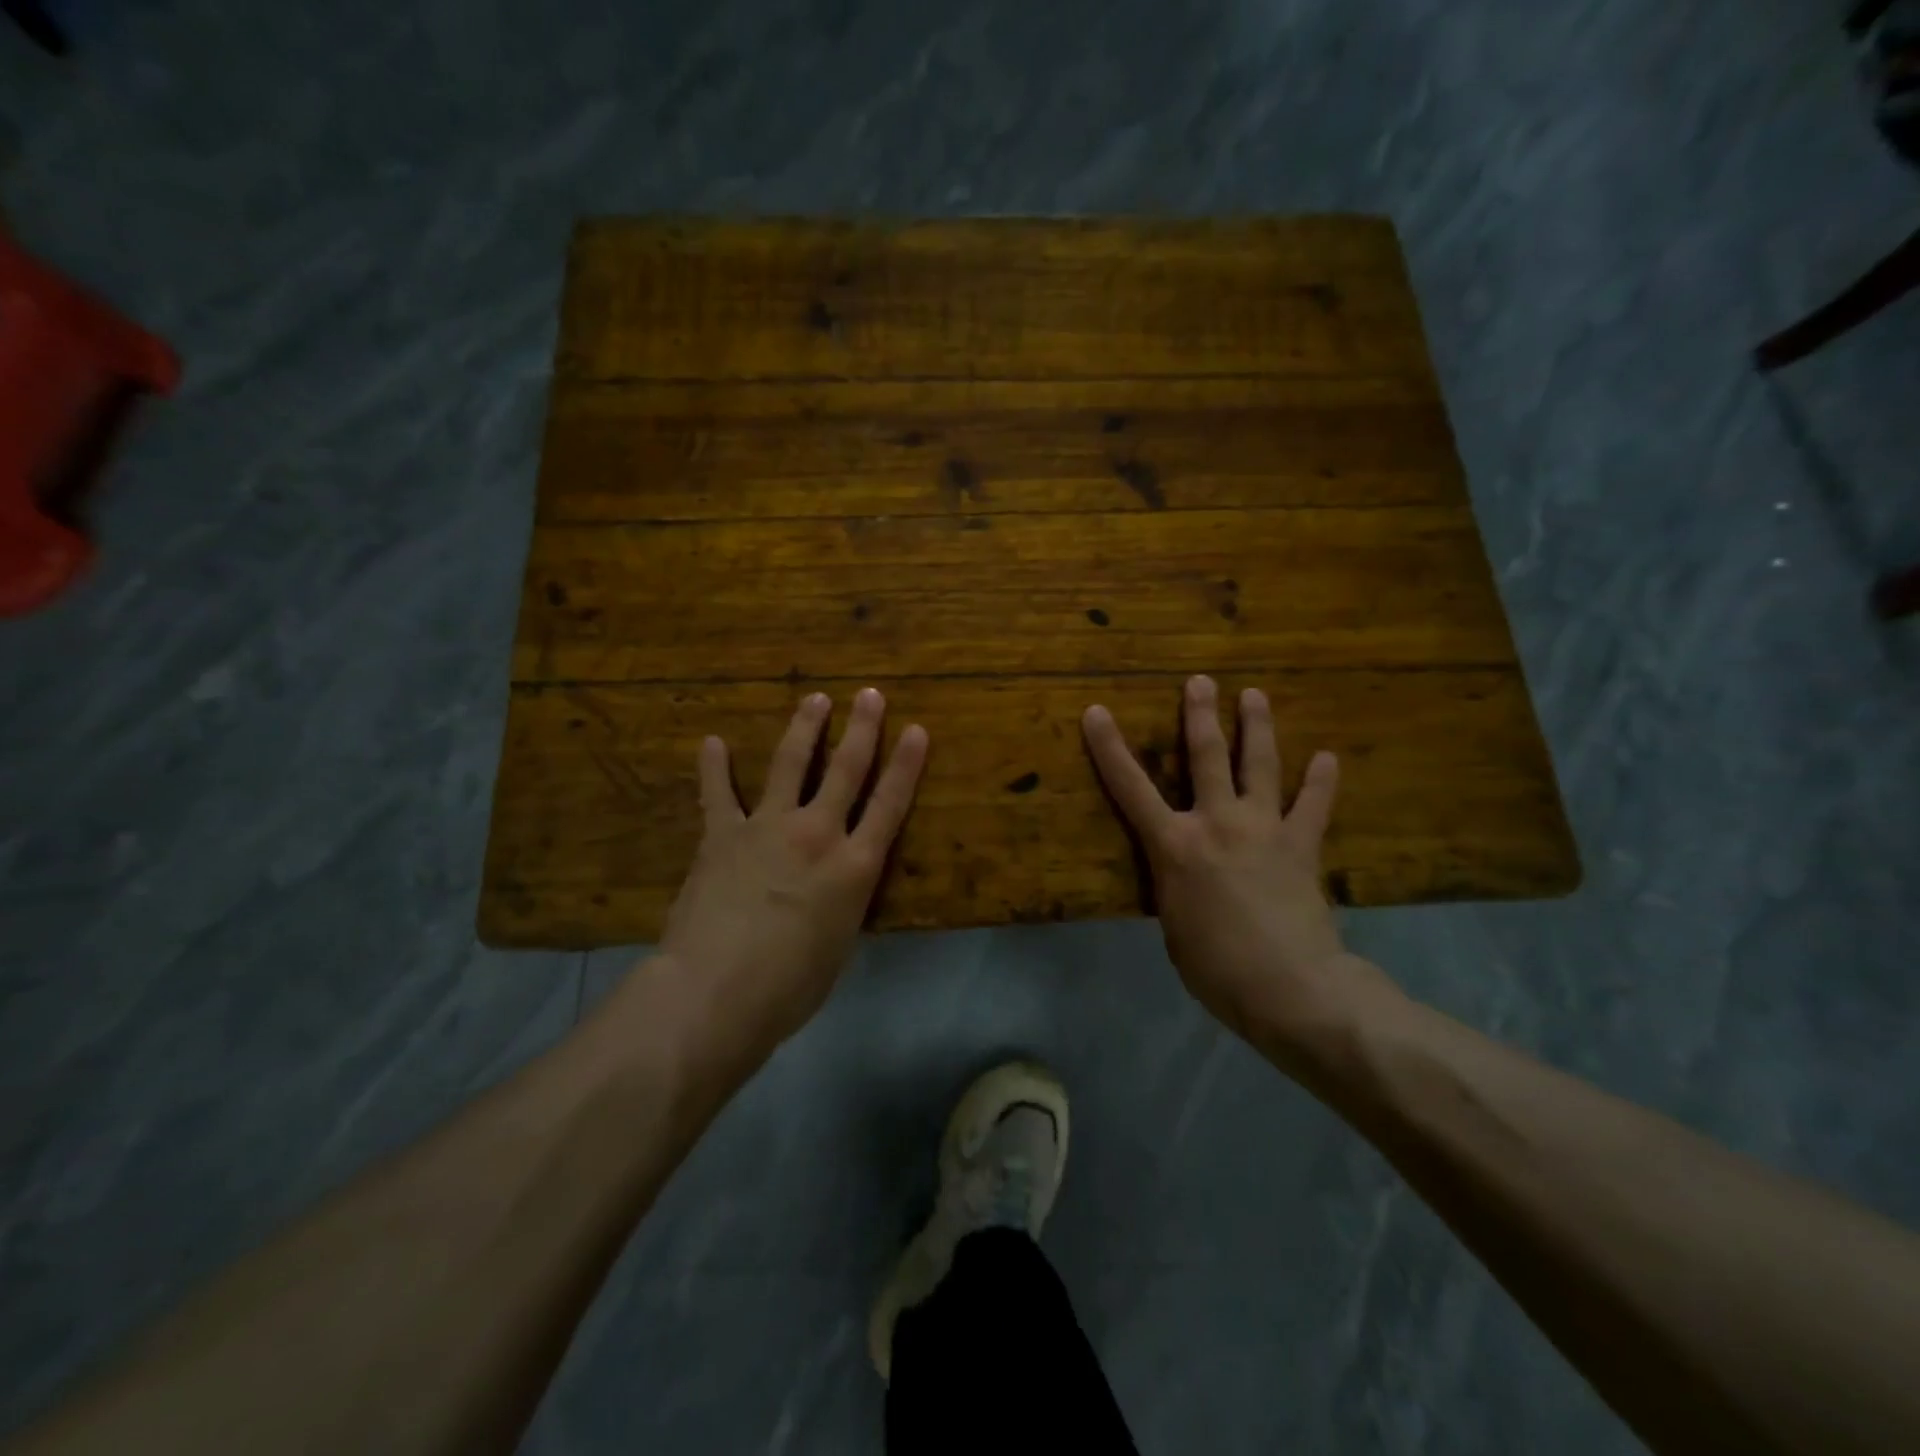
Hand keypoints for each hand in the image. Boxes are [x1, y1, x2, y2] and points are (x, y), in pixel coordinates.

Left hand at [654, 688, 927, 1071]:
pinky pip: (717, 794)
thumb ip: (842, 904)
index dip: (905, 765)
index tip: (916, 729)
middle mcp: (816, 834)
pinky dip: (714, 767)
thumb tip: (836, 888)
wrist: (715, 992)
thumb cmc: (790, 986)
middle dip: (862, 729)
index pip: (889, 804)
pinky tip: (711, 742)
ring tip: (814, 699)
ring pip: (789, 765)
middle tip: (870, 694)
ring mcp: (766, 828)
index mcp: (854, 866)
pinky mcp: (721, 835)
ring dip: (804, 729)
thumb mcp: (838, 945)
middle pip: (845, 770)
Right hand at [1083, 675, 1395, 1047]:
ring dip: (1257, 727)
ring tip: (1255, 694)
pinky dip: (1320, 782)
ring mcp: (1263, 829)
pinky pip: (1312, 807)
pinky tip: (1327, 758)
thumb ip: (1176, 889)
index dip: (1109, 748)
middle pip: (1206, 757)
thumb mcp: (1174, 926)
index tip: (1097, 711)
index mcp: (1174, 846)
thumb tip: (1186, 878)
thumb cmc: (1215, 968)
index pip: (1130, 788)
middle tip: (1200, 681)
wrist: (1289, 988)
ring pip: (1260, 765)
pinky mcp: (1301, 846)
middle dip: (1199, 715)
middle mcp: (1216, 823)